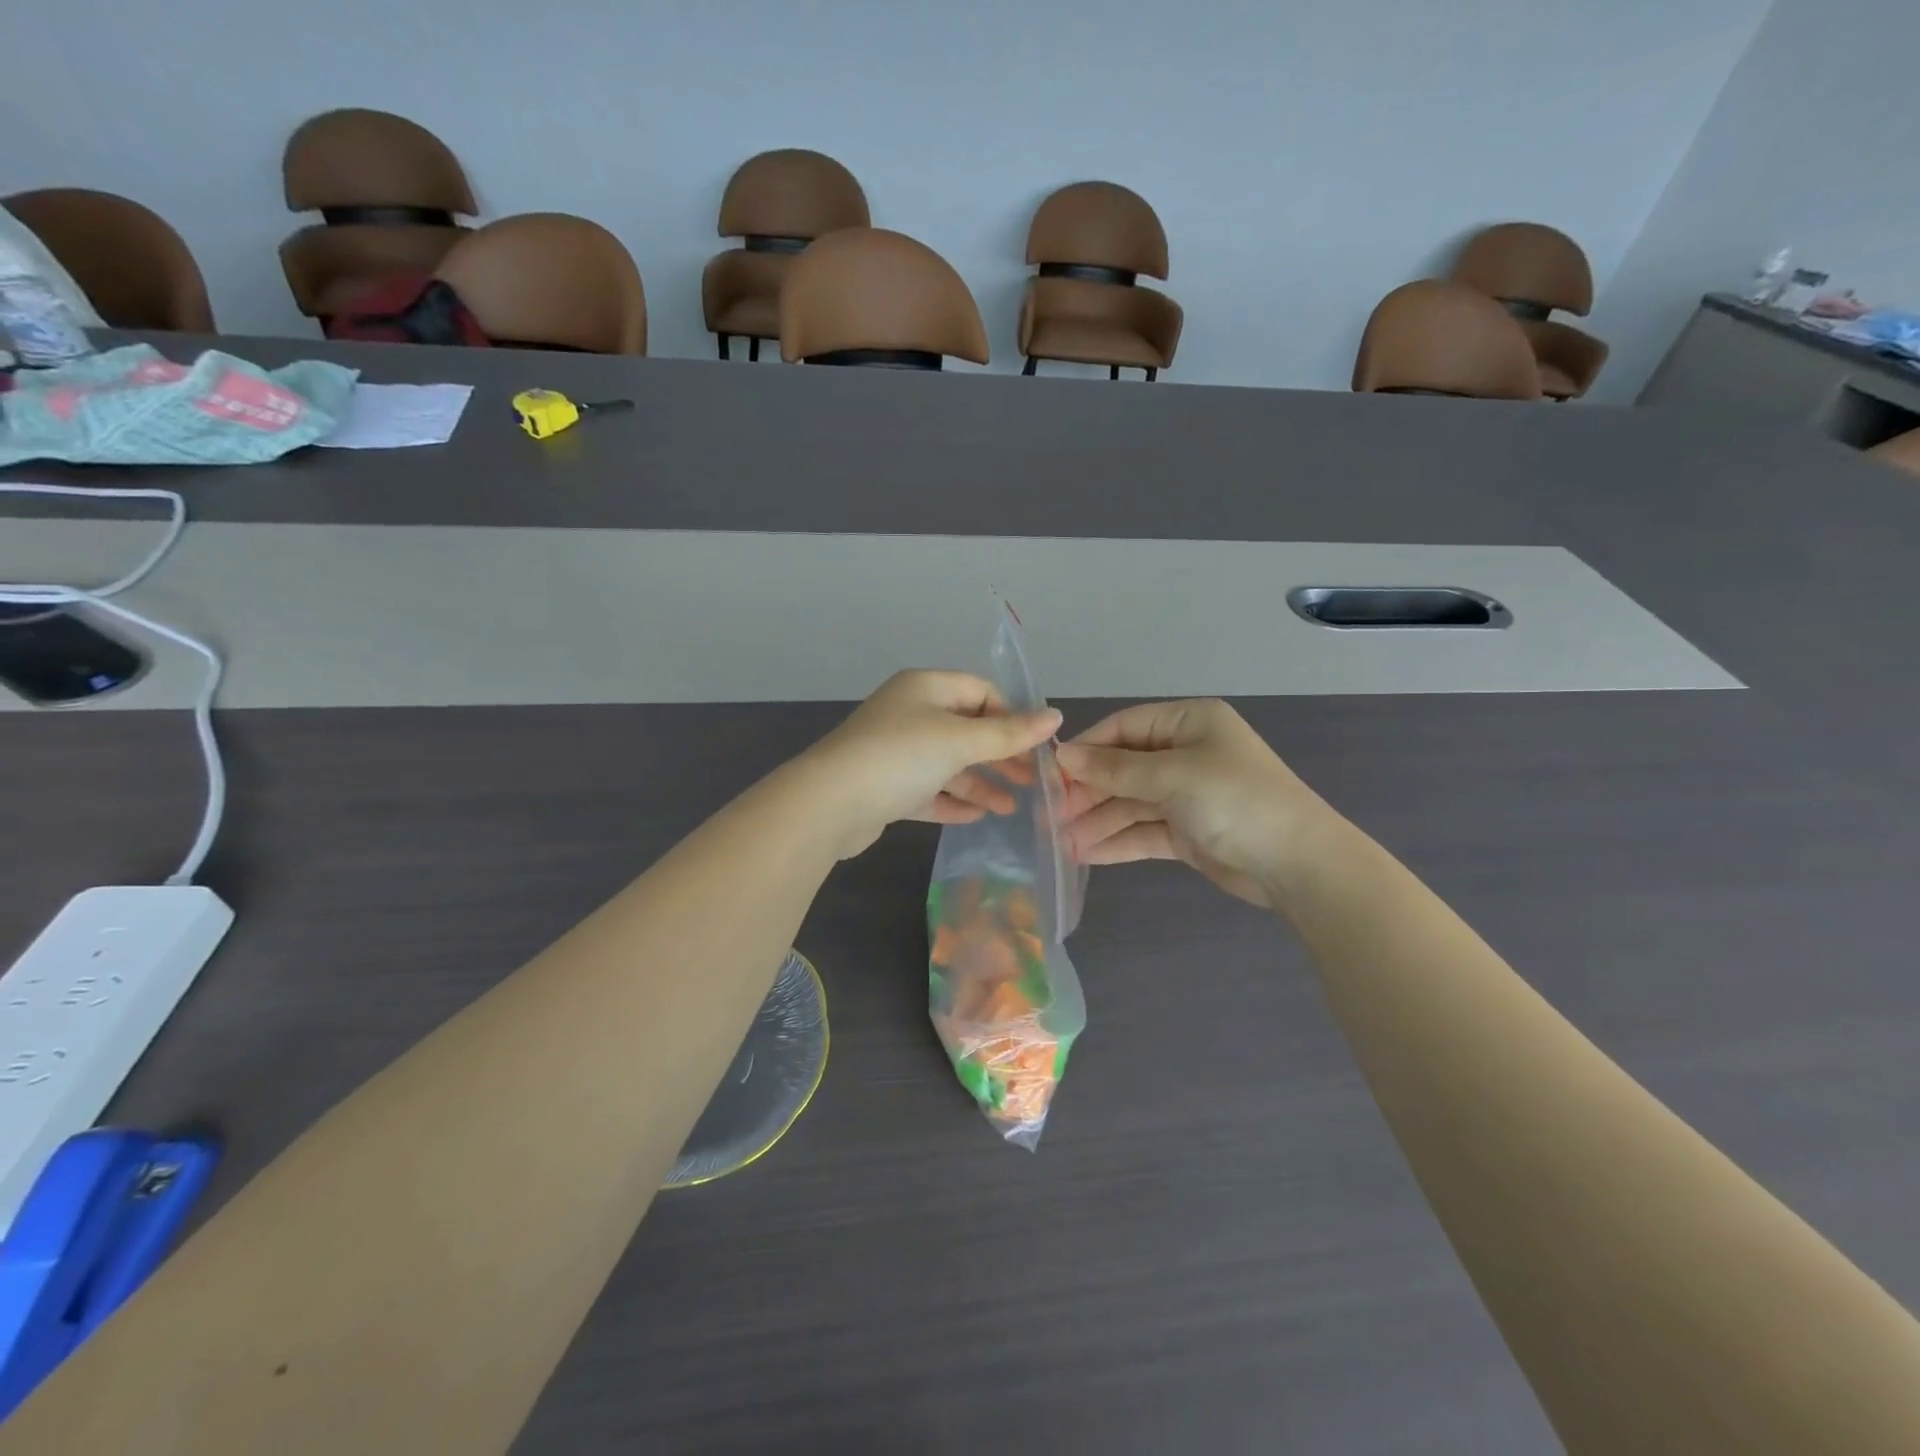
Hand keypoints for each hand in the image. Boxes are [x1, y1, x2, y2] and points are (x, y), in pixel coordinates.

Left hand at [800, 671, 1061, 858]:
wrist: (829, 804)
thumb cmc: (900, 757)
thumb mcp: (960, 740)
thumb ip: (1009, 733)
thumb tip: (1056, 716)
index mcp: (925, 688)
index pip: (981, 691)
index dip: (1011, 716)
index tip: (1036, 746)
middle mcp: (909, 713)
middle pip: (966, 729)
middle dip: (1000, 755)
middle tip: (1031, 781)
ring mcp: (895, 751)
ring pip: (948, 763)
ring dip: (980, 783)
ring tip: (1009, 808)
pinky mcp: (885, 786)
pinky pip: (928, 789)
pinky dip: (952, 800)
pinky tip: (976, 817)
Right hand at [1056, 700, 1327, 907]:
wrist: (1298, 864)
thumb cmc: (1234, 800)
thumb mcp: (1172, 776)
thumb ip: (1114, 769)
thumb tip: (1062, 756)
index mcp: (1188, 722)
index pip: (1123, 728)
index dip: (1086, 750)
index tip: (1050, 775)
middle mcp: (1185, 753)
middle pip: (1122, 768)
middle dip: (1088, 792)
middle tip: (1051, 816)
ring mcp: (1186, 794)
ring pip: (1129, 803)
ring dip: (1096, 821)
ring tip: (1060, 842)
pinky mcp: (1187, 831)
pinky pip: (1142, 830)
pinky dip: (1116, 841)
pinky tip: (1084, 854)